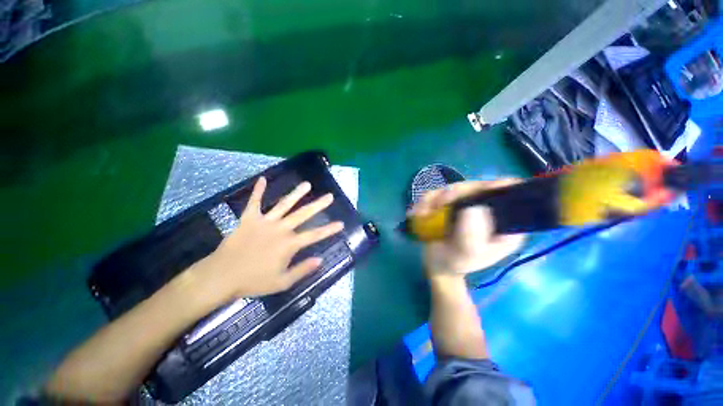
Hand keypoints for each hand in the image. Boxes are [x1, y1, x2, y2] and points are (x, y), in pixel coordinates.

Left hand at [192, 177, 343, 300]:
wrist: (221, 276)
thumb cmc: (253, 281)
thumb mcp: (282, 282)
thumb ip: (302, 269)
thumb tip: (320, 259)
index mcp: (289, 244)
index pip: (315, 235)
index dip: (329, 229)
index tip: (341, 223)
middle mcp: (280, 229)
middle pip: (303, 214)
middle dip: (318, 205)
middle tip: (329, 196)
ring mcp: (265, 222)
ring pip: (284, 205)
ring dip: (296, 193)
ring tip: (306, 184)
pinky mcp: (249, 219)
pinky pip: (254, 202)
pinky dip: (258, 190)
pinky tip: (262, 179)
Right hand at [411, 179, 525, 275]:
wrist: (437, 264)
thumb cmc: (455, 262)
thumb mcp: (466, 254)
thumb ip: (471, 234)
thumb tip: (473, 207)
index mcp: (505, 224)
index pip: (511, 195)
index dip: (496, 187)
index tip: (475, 192)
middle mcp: (489, 210)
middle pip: (477, 187)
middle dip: (454, 194)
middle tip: (437, 205)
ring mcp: (468, 205)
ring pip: (454, 188)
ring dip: (435, 198)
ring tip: (422, 213)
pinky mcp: (451, 204)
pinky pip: (439, 194)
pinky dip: (427, 201)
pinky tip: (418, 213)